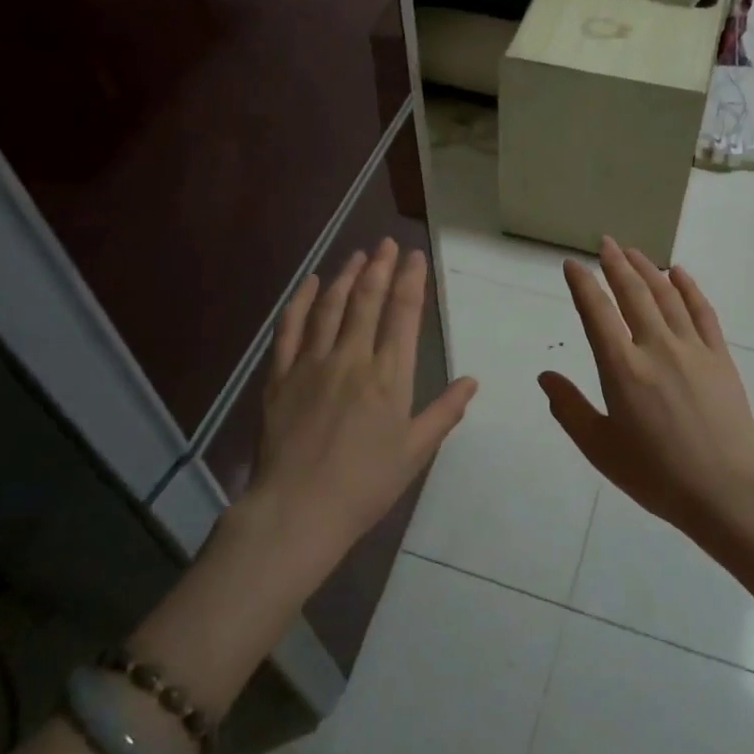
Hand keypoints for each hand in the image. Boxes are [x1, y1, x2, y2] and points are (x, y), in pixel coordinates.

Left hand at [250, 239, 477, 564]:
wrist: (298, 510)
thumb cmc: (365, 486)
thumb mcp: (415, 453)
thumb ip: (444, 413)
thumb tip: (472, 381)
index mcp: (389, 377)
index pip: (403, 315)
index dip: (410, 280)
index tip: (414, 257)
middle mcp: (352, 359)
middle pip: (367, 300)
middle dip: (379, 267)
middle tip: (385, 243)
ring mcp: (312, 364)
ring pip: (331, 307)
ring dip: (345, 276)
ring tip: (356, 255)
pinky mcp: (281, 376)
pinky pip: (291, 329)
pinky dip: (301, 301)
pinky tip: (310, 283)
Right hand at [539, 237, 753, 534]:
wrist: (727, 490)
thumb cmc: (656, 474)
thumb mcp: (600, 448)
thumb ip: (570, 409)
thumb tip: (545, 376)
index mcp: (622, 368)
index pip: (597, 312)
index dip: (582, 284)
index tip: (572, 264)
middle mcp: (656, 347)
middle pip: (633, 293)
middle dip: (615, 264)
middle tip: (605, 243)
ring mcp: (692, 348)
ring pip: (666, 295)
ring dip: (647, 269)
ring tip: (633, 252)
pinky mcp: (719, 356)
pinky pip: (702, 311)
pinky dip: (688, 288)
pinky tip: (679, 274)